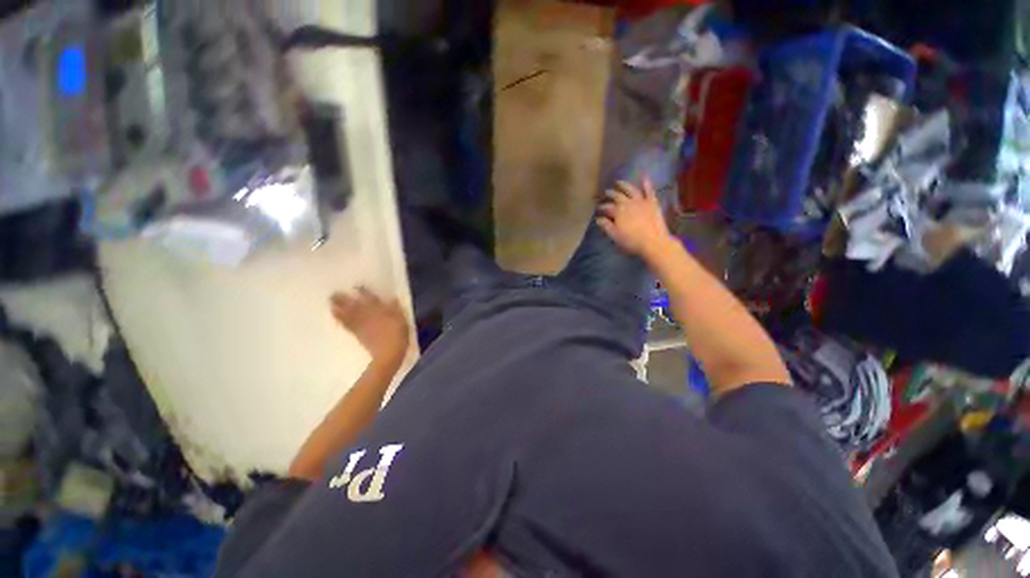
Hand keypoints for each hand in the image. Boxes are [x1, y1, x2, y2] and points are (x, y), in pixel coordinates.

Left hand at [330, 287, 409, 367]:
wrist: (388, 354)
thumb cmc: (398, 336)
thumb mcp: (402, 320)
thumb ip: (396, 309)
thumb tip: (392, 298)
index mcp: (380, 310)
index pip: (370, 298)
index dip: (363, 291)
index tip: (356, 286)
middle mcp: (367, 315)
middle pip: (353, 305)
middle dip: (344, 299)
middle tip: (333, 294)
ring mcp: (361, 325)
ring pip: (347, 314)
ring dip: (338, 308)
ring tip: (330, 303)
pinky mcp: (357, 334)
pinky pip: (347, 325)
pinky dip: (340, 320)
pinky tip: (335, 316)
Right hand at [597, 178, 673, 259]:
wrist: (653, 242)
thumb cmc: (631, 241)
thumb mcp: (615, 235)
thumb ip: (606, 226)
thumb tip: (598, 219)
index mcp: (618, 211)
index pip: (607, 207)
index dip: (602, 207)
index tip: (598, 208)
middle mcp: (628, 203)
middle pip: (617, 196)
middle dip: (611, 194)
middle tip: (606, 192)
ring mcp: (641, 201)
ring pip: (631, 190)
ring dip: (624, 185)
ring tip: (619, 182)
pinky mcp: (652, 203)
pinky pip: (649, 191)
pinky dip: (646, 183)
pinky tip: (644, 176)